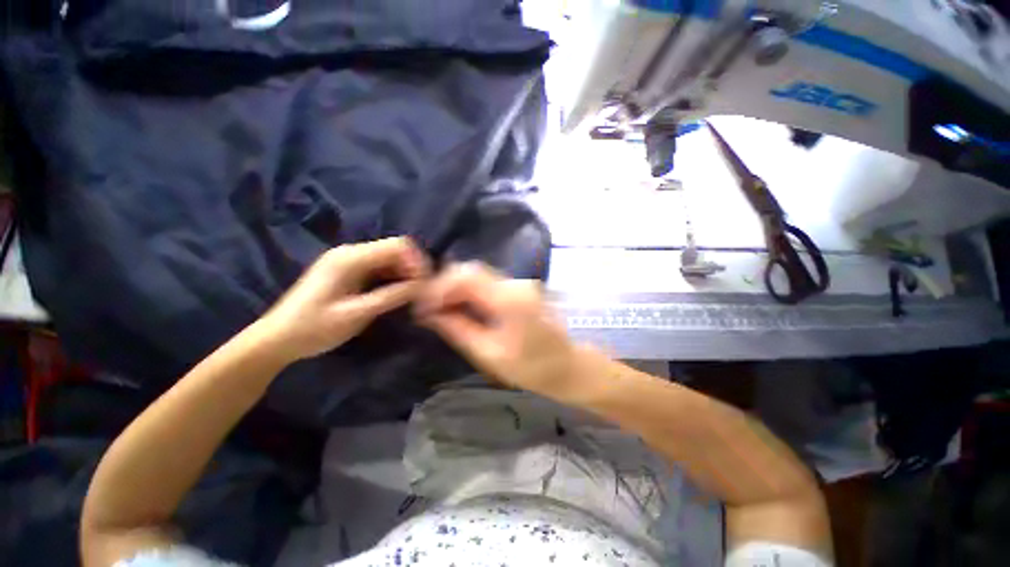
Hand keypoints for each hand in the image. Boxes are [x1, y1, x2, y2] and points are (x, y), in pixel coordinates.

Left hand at [260, 237, 429, 361]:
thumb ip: (391, 296)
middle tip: (422, 292)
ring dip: (404, 273)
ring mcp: (349, 261)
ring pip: (389, 259)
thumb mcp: (356, 314)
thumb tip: (423, 286)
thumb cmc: (313, 328)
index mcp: (350, 258)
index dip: (417, 261)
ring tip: (412, 295)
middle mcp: (351, 253)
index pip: (397, 246)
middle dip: (413, 268)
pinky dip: (393, 278)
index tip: (426, 284)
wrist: (277, 339)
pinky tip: (396, 293)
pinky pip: (379, 268)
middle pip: (394, 250)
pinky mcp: (348, 271)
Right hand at [415, 263, 583, 401]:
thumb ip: (457, 329)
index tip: (422, 307)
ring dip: (457, 288)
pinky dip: (471, 291)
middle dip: (445, 286)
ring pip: (479, 275)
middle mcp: (516, 283)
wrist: (569, 367)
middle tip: (428, 309)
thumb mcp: (488, 354)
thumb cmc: (532, 368)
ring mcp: (521, 283)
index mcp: (509, 299)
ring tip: (440, 309)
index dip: (439, 288)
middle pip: (472, 270)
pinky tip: (461, 306)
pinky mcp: (521, 289)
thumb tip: (429, 313)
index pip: (466, 277)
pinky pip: (489, 283)